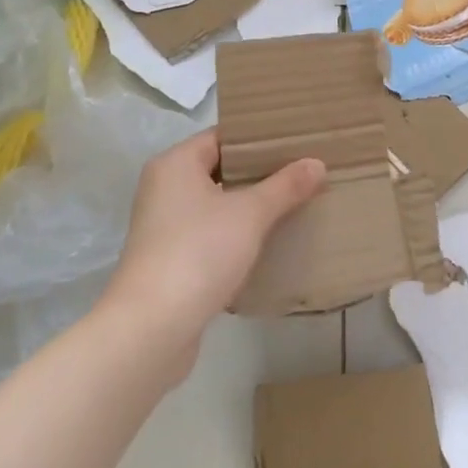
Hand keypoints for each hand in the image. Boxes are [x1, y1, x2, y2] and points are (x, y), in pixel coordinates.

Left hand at [104, 130, 325, 355]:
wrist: (151, 330)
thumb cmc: (198, 253)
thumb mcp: (251, 214)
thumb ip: (285, 186)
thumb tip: (317, 163)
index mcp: (176, 165)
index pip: (223, 136)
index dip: (259, 138)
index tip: (296, 140)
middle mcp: (164, 189)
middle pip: (220, 169)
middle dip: (260, 172)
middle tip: (302, 170)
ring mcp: (164, 227)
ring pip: (216, 204)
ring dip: (250, 205)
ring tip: (293, 202)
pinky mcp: (170, 261)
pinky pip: (211, 234)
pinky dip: (237, 234)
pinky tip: (269, 241)